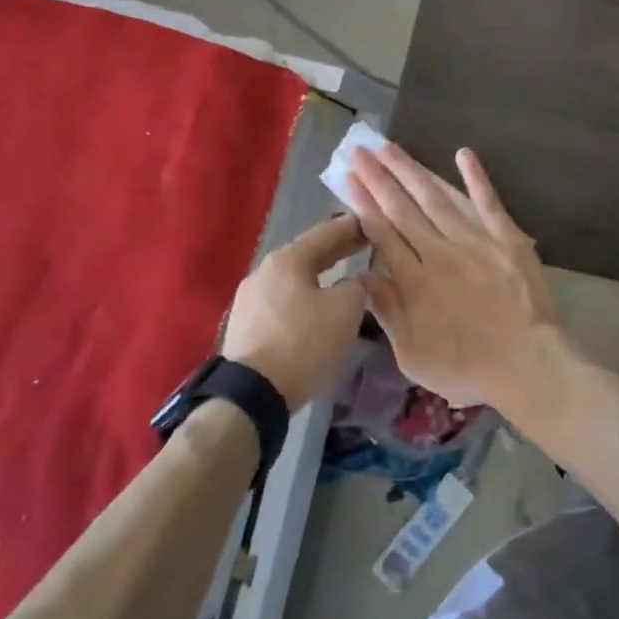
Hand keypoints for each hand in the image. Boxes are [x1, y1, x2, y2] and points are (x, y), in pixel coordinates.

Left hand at [221, 215, 368, 410]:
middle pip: (308, 254)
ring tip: (343, 279)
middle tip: (364, 245)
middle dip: (337, 250)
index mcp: (287, 259)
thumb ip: (357, 286)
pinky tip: (317, 308)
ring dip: (320, 277)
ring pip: (294, 279)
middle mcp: (264, 272)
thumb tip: (353, 283)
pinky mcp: (245, 327)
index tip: (373, 222)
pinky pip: (283, 302)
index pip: (327, 232)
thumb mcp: (346, 310)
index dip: (353, 226)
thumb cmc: (303, 343)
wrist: (251, 395)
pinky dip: (305, 298)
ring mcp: (250, 300)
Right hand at [347, 144, 561, 407]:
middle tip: (361, 150)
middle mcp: (440, 253)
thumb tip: (362, 275)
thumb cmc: (468, 368)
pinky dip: (476, 177)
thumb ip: (387, 312)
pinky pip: (488, 202)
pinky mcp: (506, 238)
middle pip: (403, 209)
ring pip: (436, 198)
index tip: (348, 178)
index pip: (382, 233)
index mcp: (415, 281)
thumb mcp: (413, 356)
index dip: (363, 204)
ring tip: (390, 148)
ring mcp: (475, 241)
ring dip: (411, 171)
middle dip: (379, 178)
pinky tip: (463, 153)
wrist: (528, 364)